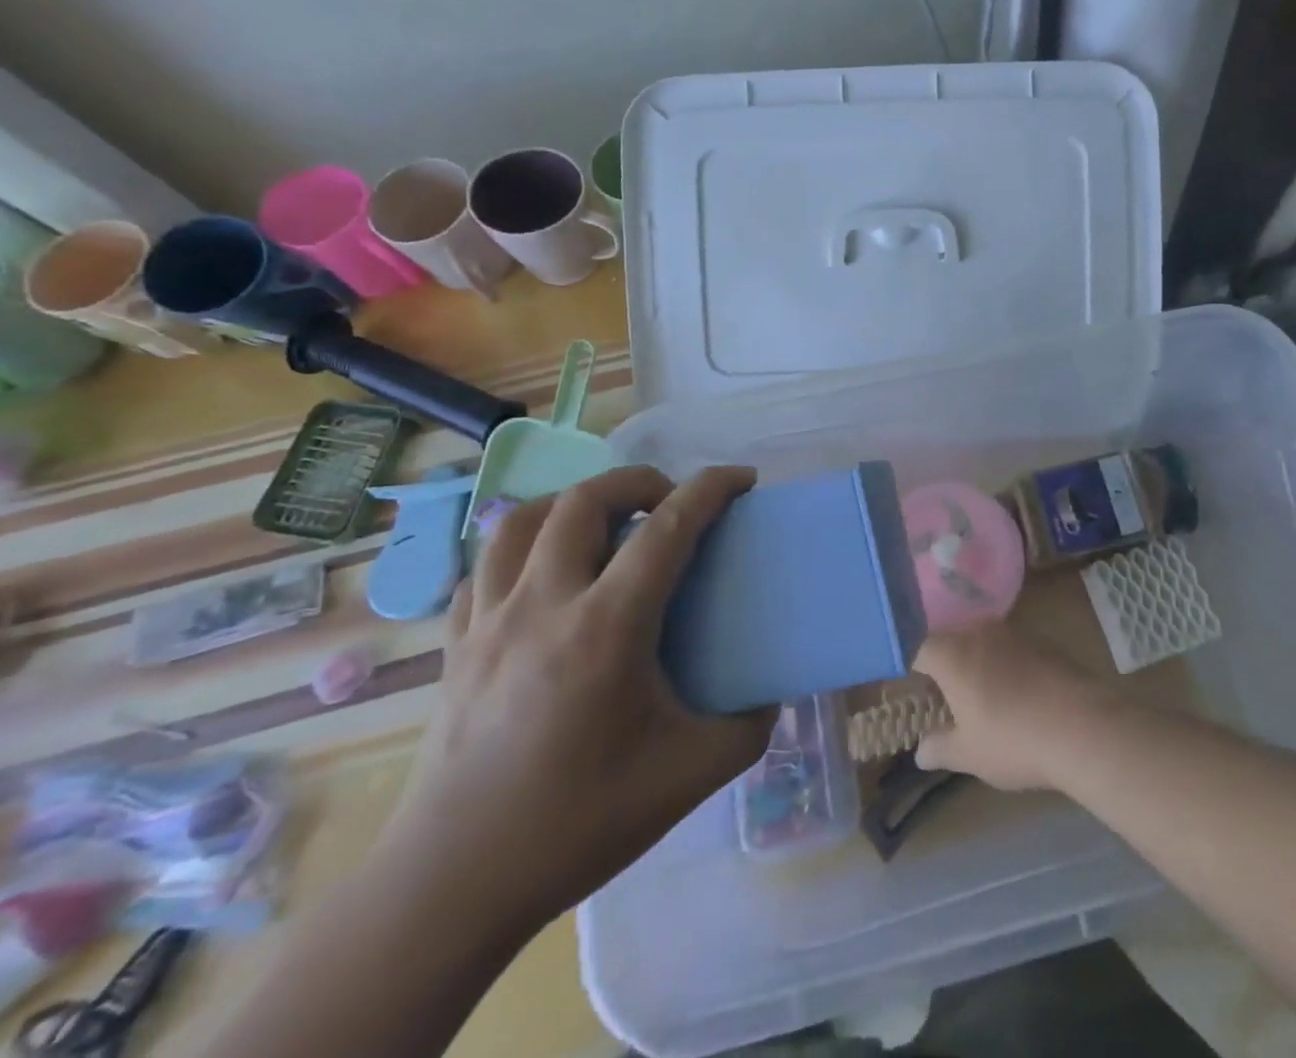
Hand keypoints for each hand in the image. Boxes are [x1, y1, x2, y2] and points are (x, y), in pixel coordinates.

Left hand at [382, 465, 774, 935]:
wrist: (454, 886)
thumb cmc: (579, 822)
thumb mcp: (691, 775)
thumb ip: (749, 725)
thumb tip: (772, 693)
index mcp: (606, 627)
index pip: (668, 527)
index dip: (711, 489)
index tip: (742, 479)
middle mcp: (544, 604)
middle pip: (586, 500)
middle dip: (638, 481)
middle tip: (670, 500)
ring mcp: (490, 621)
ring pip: (522, 520)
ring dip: (573, 502)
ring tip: (605, 522)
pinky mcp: (456, 645)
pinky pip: (485, 566)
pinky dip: (523, 548)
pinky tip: (545, 574)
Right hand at [913, 623, 1112, 791]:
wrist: (1083, 726)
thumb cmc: (1013, 740)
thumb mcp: (969, 755)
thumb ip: (939, 748)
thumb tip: (921, 751)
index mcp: (953, 653)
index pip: (918, 648)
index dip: (911, 668)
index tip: (912, 690)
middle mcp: (980, 631)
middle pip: (951, 639)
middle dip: (944, 664)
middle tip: (944, 697)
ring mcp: (1014, 631)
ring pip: (982, 640)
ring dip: (977, 662)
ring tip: (982, 697)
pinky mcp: (1043, 640)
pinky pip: (1011, 646)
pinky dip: (1005, 664)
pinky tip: (1016, 694)